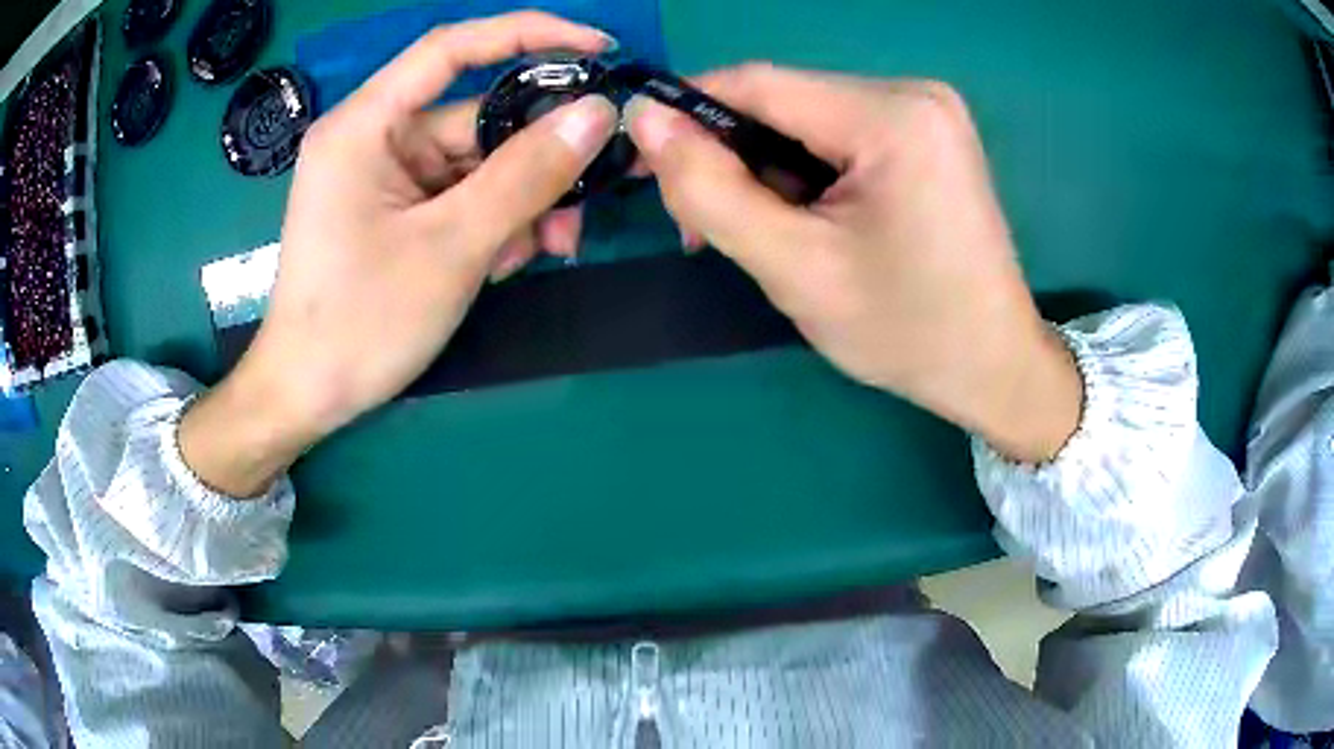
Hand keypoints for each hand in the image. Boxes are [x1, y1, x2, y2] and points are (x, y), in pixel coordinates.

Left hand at [181, 13, 617, 495]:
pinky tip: (503, 264)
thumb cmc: (360, 323)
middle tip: (581, 207)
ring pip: (478, 164)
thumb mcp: (452, 246)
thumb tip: (598, 113)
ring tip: (540, 252)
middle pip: (477, 119)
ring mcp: (387, 176)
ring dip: (520, 203)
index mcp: (365, 125)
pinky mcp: (397, 209)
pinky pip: (462, 196)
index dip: (528, 34)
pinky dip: (494, 223)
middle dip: (535, 162)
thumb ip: (527, 175)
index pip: (452, 47)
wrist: (308, 396)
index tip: (597, 47)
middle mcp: (375, 137)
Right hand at [625, 64, 1080, 461]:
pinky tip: (804, 218)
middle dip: (731, 154)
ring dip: (767, 168)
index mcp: (893, 116)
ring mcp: (926, 111)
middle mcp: (913, 93)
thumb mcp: (795, 268)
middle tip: (702, 224)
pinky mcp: (928, 135)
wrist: (994, 366)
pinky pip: (840, 134)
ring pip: (807, 119)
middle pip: (784, 101)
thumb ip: (710, 190)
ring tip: (759, 232)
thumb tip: (644, 121)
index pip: (758, 83)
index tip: (643, 157)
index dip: (687, 111)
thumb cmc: (907, 330)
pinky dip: (806, 171)